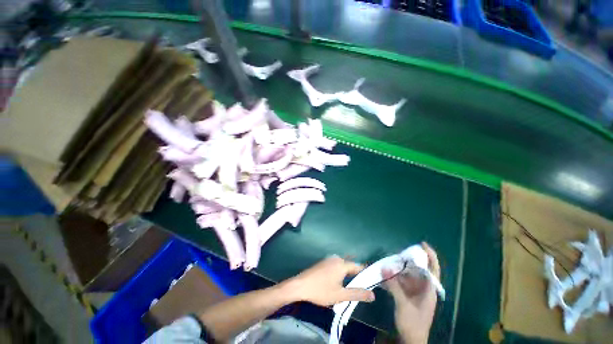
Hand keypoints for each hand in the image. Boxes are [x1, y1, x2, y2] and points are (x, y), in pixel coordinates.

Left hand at [282, 255, 375, 306]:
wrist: (300, 285)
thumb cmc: (321, 290)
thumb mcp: (340, 295)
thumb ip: (357, 294)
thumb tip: (373, 295)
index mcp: (342, 264)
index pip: (358, 266)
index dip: (365, 274)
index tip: (372, 281)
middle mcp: (336, 258)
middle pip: (350, 266)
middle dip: (356, 276)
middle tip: (361, 288)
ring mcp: (328, 260)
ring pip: (342, 267)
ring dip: (347, 276)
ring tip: (351, 287)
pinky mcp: (323, 263)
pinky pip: (336, 267)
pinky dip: (340, 273)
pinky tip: (339, 283)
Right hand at [383, 242, 439, 343]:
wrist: (410, 340)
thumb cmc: (412, 323)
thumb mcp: (403, 304)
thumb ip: (394, 285)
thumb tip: (385, 266)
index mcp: (429, 290)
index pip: (433, 269)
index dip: (430, 256)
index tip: (422, 244)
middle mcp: (423, 288)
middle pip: (418, 269)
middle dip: (408, 260)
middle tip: (397, 253)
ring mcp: (415, 291)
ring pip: (408, 274)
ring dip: (398, 268)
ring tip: (388, 262)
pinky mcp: (407, 295)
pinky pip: (401, 281)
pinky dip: (394, 277)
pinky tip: (385, 275)